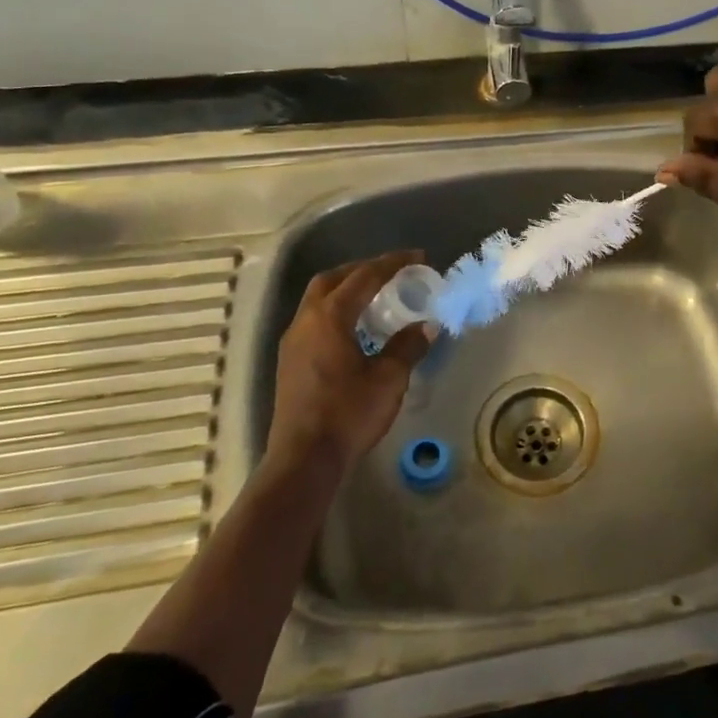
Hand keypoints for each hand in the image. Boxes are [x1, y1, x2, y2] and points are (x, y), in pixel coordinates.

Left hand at [266, 251, 432, 475]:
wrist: (304, 459)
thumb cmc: (348, 413)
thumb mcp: (389, 378)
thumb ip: (408, 346)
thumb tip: (427, 325)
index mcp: (330, 317)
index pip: (365, 276)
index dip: (393, 263)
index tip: (418, 257)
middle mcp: (306, 321)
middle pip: (333, 279)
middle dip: (363, 270)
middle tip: (392, 273)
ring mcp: (293, 342)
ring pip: (319, 299)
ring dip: (347, 290)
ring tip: (376, 298)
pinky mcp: (290, 362)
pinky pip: (314, 320)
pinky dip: (337, 311)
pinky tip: (356, 329)